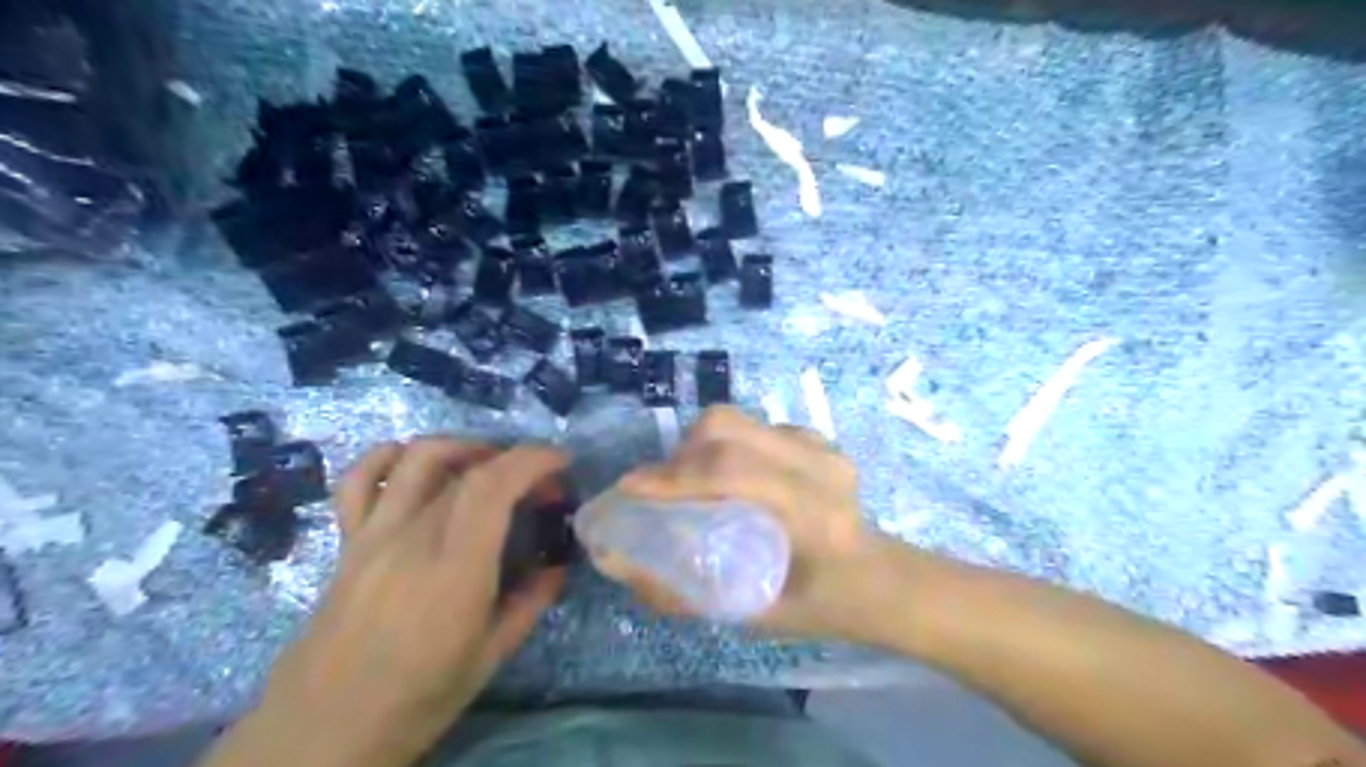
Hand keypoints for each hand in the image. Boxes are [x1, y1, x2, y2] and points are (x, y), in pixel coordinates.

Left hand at [204, 438, 567, 766]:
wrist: (322, 731)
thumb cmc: (417, 698)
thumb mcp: (490, 657)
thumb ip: (530, 602)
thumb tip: (557, 567)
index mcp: (455, 568)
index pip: (493, 485)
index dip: (533, 460)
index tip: (562, 464)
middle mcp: (413, 537)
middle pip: (468, 469)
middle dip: (516, 463)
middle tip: (541, 486)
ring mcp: (374, 534)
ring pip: (417, 459)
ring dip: (463, 447)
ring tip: (489, 465)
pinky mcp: (348, 541)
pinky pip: (358, 480)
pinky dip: (389, 456)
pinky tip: (416, 465)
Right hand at [594, 409, 909, 648]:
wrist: (881, 577)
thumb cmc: (822, 607)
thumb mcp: (755, 615)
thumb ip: (685, 593)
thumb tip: (618, 565)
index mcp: (812, 515)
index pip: (731, 474)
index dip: (673, 477)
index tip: (630, 489)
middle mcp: (818, 467)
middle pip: (729, 430)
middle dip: (679, 455)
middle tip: (658, 487)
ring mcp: (821, 446)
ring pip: (738, 420)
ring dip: (700, 446)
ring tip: (689, 480)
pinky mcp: (818, 438)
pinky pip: (754, 427)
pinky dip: (727, 444)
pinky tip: (729, 475)